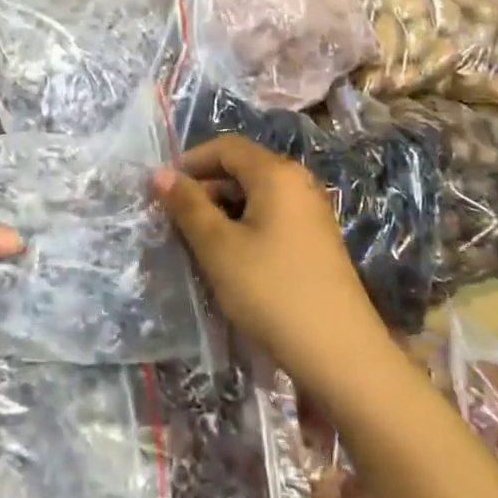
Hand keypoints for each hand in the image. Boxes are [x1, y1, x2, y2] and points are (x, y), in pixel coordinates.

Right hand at [152, 135, 388, 397]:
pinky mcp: (316, 241)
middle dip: (204, 189)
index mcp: (276, 174)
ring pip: (256, 196)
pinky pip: (271, 218)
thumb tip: (160, 173)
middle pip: (242, 169)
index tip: (162, 190)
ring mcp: (311, 213)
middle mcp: (299, 183)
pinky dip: (244, 227)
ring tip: (196, 243)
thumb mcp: (218, 247)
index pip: (227, 147)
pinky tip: (229, 259)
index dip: (190, 161)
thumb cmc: (271, 290)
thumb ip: (188, 206)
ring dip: (222, 211)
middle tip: (174, 222)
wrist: (338, 351)